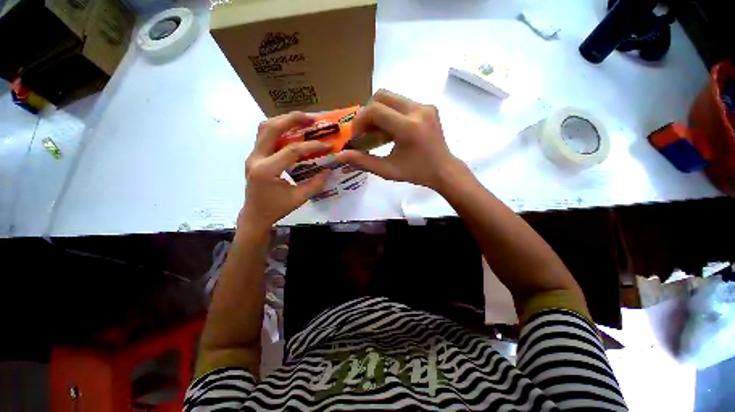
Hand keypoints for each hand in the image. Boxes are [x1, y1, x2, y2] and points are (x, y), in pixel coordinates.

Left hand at [240, 112, 332, 232]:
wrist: (255, 215)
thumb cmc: (277, 209)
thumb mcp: (299, 199)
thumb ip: (316, 183)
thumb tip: (329, 169)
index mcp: (267, 170)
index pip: (292, 151)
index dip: (313, 146)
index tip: (329, 144)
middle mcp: (256, 158)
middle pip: (272, 128)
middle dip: (293, 119)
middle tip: (312, 118)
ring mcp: (252, 156)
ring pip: (265, 128)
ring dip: (284, 121)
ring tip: (302, 121)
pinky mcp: (254, 156)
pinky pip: (265, 136)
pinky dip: (279, 129)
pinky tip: (292, 132)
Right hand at [335, 89, 466, 190]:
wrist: (444, 170)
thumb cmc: (416, 173)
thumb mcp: (387, 171)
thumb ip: (363, 161)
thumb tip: (339, 156)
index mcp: (409, 128)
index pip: (375, 110)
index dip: (360, 121)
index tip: (358, 136)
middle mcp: (418, 110)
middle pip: (381, 96)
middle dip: (367, 113)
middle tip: (366, 132)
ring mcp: (425, 106)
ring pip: (391, 97)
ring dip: (379, 113)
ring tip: (378, 133)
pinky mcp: (428, 107)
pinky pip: (402, 102)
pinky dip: (390, 113)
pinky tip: (392, 131)